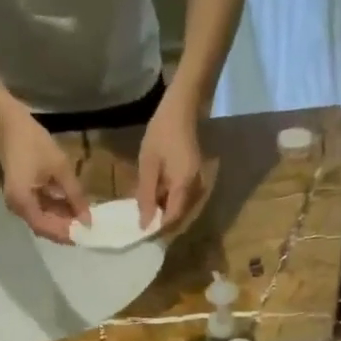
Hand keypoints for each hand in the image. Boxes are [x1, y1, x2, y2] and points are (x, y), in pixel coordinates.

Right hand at [0, 105, 90, 242]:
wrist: (8, 122)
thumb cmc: (33, 142)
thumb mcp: (60, 168)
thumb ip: (75, 196)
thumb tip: (88, 220)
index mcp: (22, 201)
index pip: (45, 228)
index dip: (66, 234)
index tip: (85, 234)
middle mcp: (17, 207)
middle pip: (44, 227)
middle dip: (66, 228)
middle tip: (88, 226)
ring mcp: (18, 201)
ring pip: (43, 218)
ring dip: (63, 219)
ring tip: (84, 216)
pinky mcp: (22, 195)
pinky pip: (40, 208)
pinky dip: (56, 209)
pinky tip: (72, 205)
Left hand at [136, 98, 206, 234]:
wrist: (181, 109)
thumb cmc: (161, 133)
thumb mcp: (148, 164)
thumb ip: (146, 195)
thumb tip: (144, 224)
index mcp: (185, 186)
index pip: (173, 218)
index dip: (158, 228)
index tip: (141, 231)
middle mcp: (197, 189)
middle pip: (180, 217)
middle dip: (161, 223)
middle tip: (141, 223)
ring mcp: (199, 184)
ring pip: (182, 209)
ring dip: (165, 213)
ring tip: (146, 212)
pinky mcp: (197, 179)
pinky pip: (184, 198)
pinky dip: (170, 202)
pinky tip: (156, 197)